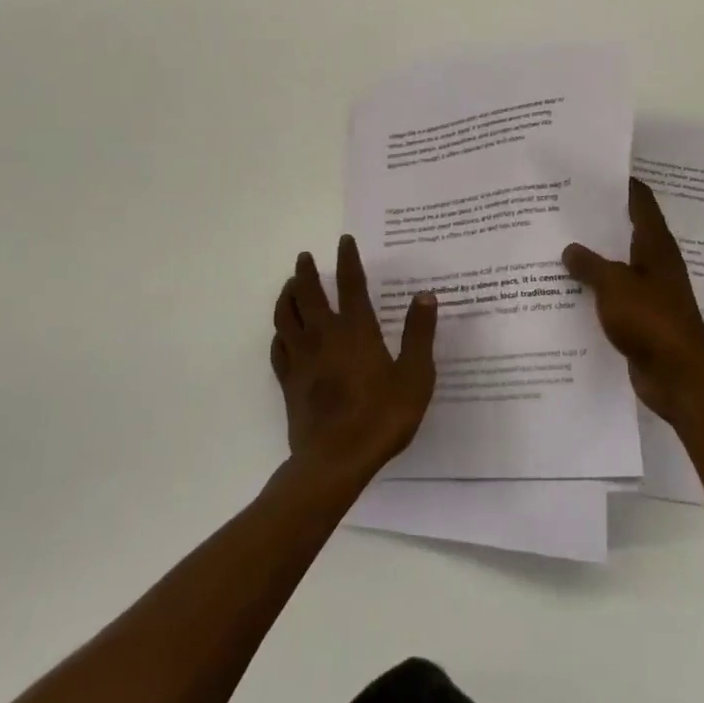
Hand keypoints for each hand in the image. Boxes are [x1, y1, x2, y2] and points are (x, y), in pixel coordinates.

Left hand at [271, 236, 437, 484]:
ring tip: (289, 284)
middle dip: (306, 272)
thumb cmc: (381, 417)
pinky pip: (277, 348)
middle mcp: (325, 336)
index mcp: (357, 331)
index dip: (347, 260)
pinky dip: (279, 333)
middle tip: (305, 257)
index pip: (350, 284)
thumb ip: (419, 334)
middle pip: (308, 294)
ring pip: (285, 316)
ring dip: (286, 295)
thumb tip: (426, 295)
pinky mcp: (289, 381)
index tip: (344, 241)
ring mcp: (302, 359)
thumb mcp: (415, 376)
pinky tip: (282, 332)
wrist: (335, 461)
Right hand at [563, 178, 703, 424]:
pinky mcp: (641, 320)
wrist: (680, 377)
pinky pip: (613, 297)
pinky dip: (594, 291)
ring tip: (556, 245)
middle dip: (598, 221)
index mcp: (655, 246)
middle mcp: (655, 264)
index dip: (622, 185)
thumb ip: (589, 264)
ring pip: (617, 266)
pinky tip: (566, 291)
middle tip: (562, 207)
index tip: (594, 171)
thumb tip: (570, 249)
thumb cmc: (651, 320)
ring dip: (593, 258)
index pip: (641, 202)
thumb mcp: (614, 285)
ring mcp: (649, 293)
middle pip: (626, 232)